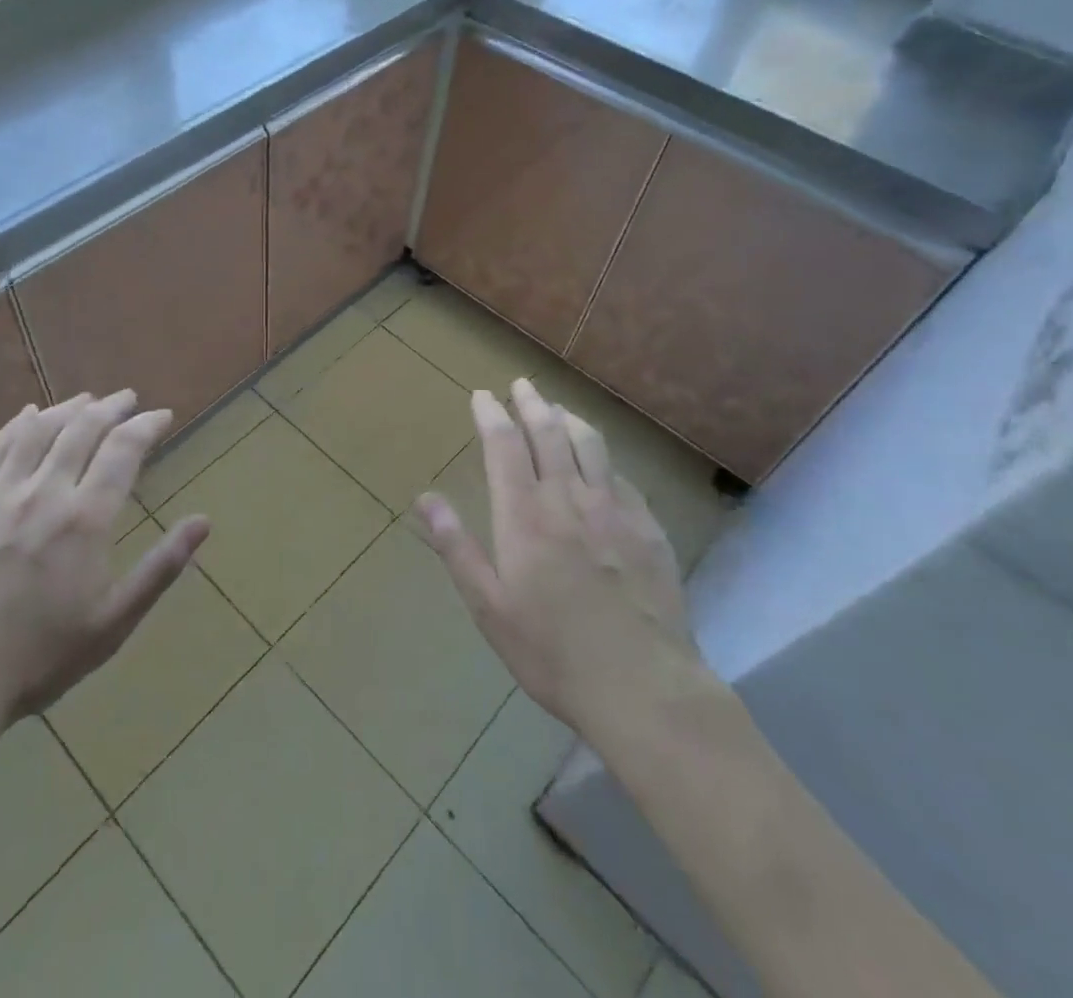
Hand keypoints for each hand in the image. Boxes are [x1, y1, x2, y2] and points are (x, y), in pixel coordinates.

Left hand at [0, 392, 208, 736]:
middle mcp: (43, 493)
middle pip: (82, 429)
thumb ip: (162, 567)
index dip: (146, 426)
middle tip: (128, 399)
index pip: (123, 450)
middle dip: (111, 407)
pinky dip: (16, 425)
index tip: (162, 416)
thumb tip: (204, 522)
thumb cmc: (40, 658)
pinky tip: (27, 415)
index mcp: (85, 519)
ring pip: (38, 431)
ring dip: (68, 408)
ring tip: (87, 400)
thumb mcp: (114, 622)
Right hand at [416, 379, 703, 736]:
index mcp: (524, 516)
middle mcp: (568, 499)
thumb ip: (456, 548)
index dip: (491, 414)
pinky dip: (603, 457)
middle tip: (521, 384)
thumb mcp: (489, 607)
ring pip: (590, 445)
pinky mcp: (648, 528)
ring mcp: (614, 510)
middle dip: (531, 403)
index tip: (482, 395)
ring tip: (557, 408)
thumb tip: (425, 499)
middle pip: (548, 432)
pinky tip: (600, 462)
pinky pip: (621, 476)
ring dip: (569, 418)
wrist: (644, 688)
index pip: (504, 445)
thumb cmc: (552, 652)